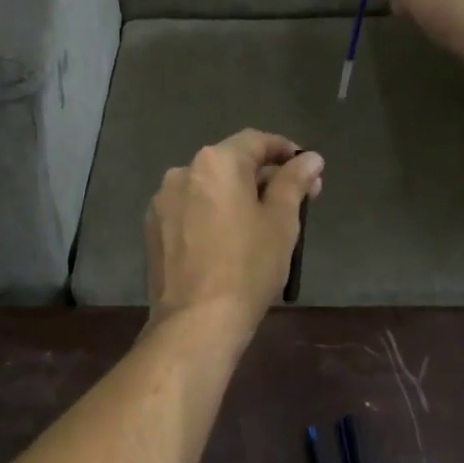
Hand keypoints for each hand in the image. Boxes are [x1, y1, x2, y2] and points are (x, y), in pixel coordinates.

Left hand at [145, 130, 323, 332]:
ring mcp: (163, 200)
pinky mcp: (153, 228)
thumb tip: (310, 158)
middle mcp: (183, 171)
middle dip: (263, 176)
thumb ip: (294, 181)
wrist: (196, 321)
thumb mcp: (281, 221)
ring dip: (235, 195)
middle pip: (231, 163)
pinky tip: (226, 240)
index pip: (256, 141)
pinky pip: (190, 209)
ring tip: (260, 223)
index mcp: (217, 162)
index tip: (306, 169)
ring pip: (208, 187)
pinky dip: (211, 214)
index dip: (285, 151)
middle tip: (294, 200)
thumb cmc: (248, 267)